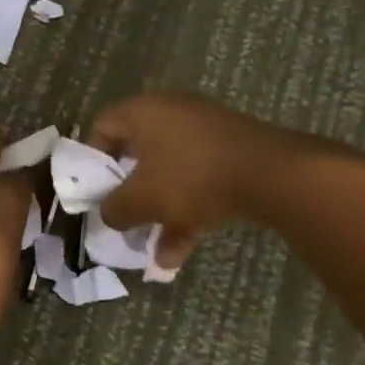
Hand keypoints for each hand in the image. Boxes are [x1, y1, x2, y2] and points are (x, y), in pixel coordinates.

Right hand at [90, 92, 309, 270]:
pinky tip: (180, 253)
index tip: (95, 192)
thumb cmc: (192, 178)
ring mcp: (205, 132)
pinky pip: (198, 180)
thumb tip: (109, 214)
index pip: (102, 126)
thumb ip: (115, 209)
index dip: (92, 160)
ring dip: (159, 212)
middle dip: (129, 194)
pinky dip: (187, 210)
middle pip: (137, 154)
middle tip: (122, 219)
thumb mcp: (142, 199)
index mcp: (144, 112)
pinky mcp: (230, 151)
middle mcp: (172, 114)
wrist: (272, 174)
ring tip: (153, 252)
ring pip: (170, 173)